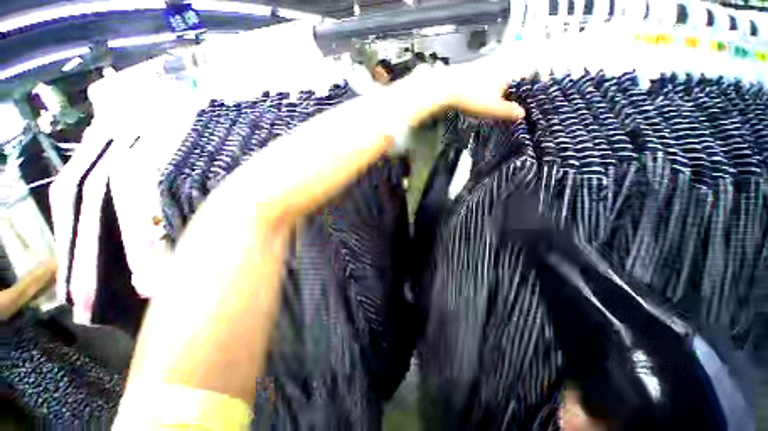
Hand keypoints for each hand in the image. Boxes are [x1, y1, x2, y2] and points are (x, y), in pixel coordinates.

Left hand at [389, 61, 524, 127]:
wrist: (445, 88)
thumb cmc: (471, 97)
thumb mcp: (492, 108)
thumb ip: (508, 111)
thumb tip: (522, 114)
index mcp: (508, 71)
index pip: (527, 72)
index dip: (534, 80)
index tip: (537, 90)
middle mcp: (499, 65)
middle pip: (515, 73)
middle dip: (518, 85)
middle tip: (521, 98)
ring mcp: (485, 66)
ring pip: (502, 75)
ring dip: (505, 86)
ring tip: (505, 99)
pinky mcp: (474, 71)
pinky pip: (490, 78)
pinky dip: (492, 86)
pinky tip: (488, 95)